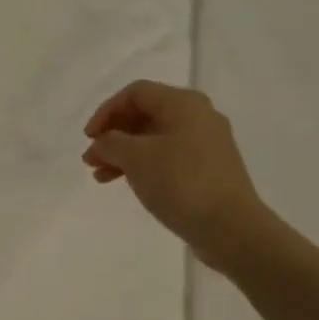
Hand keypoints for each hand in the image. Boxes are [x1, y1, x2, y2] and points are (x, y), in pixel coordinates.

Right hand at [82, 82, 271, 274]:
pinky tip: (125, 182)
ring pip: (153, 138)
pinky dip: (142, 165)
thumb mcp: (135, 158)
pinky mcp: (208, 168)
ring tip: (99, 175)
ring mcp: (205, 143)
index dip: (106, 111)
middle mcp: (197, 116)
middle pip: (144, 114)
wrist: (230, 226)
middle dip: (113, 134)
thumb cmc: (180, 182)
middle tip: (90, 158)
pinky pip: (167, 156)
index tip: (88, 138)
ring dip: (123, 153)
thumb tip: (102, 143)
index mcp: (183, 103)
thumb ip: (110, 143)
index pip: (135, 93)